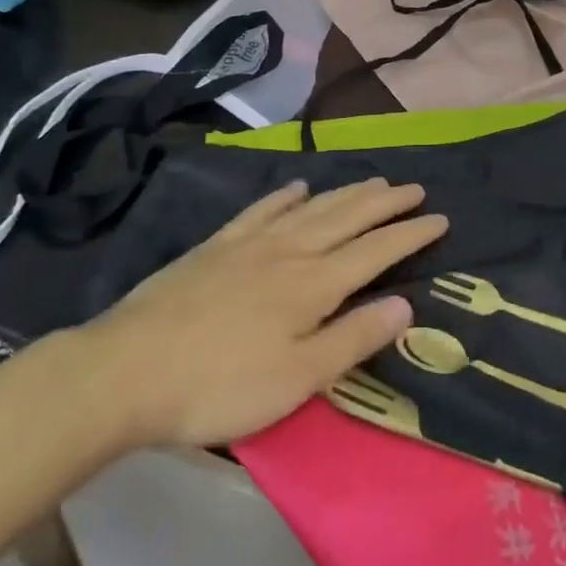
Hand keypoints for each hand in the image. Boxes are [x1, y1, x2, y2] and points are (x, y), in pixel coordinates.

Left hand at [81, 178, 443, 450]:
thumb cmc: (220, 385)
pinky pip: (262, 210)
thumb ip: (353, 338)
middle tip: (414, 187)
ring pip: (311, 207)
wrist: (127, 370)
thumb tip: (406, 304)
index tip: (439, 218)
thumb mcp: (297, 378)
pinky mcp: (216, 246)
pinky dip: (286, 196)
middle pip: (347, 217)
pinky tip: (298, 187)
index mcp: (313, 284)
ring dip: (346, 192)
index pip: (375, 251)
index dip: (409, 234)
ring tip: (373, 180)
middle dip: (385, 202)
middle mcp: (289, 251)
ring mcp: (250, 243)